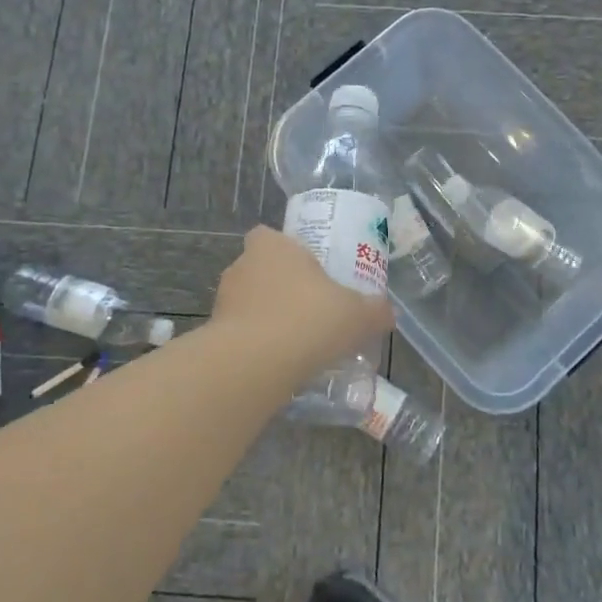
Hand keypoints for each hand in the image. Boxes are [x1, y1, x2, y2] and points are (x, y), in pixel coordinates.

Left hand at [211, 227, 393, 375]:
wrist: (255, 365)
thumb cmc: (309, 319)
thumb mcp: (357, 314)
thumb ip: (375, 310)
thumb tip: (387, 313)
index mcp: (271, 246)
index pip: (269, 236)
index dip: (287, 251)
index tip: (309, 271)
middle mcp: (241, 266)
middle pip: (261, 269)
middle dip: (281, 287)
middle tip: (310, 308)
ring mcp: (223, 301)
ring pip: (248, 303)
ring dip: (267, 317)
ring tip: (296, 342)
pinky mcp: (214, 335)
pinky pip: (240, 334)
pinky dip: (256, 345)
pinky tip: (279, 364)